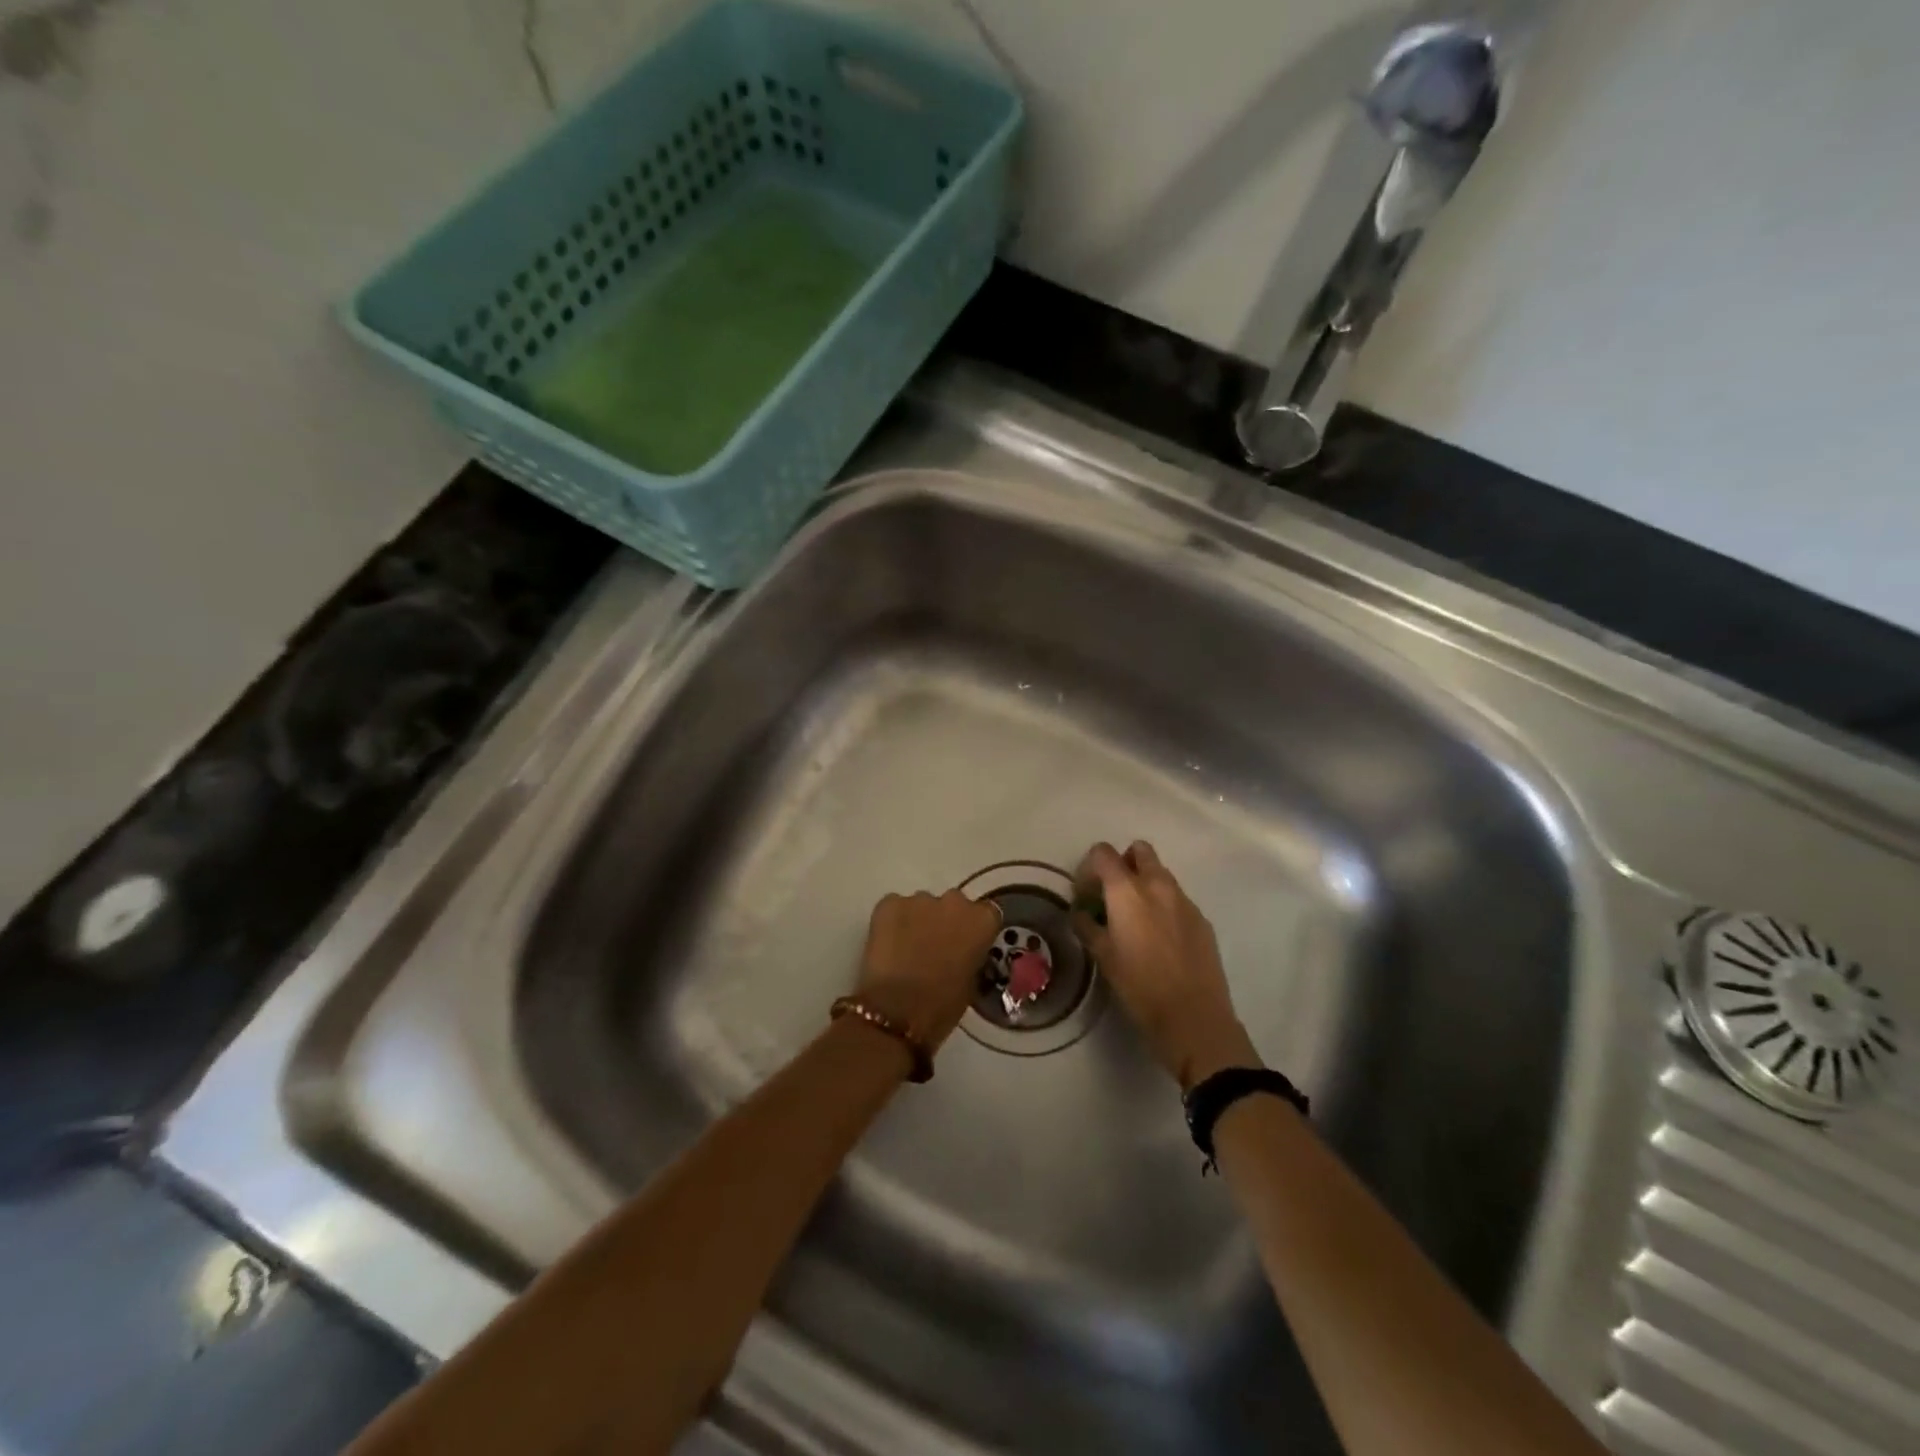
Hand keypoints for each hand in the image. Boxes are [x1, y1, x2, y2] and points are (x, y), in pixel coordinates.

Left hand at [856, 890, 1002, 1052]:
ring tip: (907, 949)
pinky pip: (894, 907)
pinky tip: (887, 946)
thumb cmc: (942, 1005)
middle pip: (953, 905)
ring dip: (918, 921)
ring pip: (922, 906)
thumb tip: (961, 953)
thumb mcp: (971, 983)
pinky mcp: (889, 903)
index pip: (986, 914)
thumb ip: (971, 956)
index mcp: (982, 920)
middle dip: (945, 921)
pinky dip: (892, 922)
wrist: (897, 1010)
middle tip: (934, 946)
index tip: (966, 945)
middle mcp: (954, 901)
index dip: (974, 929)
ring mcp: (919, 899)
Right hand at [1073, 841, 1259, 1088]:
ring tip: (1136, 920)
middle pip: (1139, 851)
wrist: (1194, 1018)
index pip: (1103, 853)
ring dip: (1145, 884)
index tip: (1086, 894)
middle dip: (1123, 864)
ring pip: (1161, 874)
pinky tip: (1160, 940)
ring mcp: (1184, 900)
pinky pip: (1178, 899)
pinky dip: (1164, 906)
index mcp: (1127, 891)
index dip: (1090, 867)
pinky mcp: (1202, 919)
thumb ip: (1087, 926)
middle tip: (1112, 896)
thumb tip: (1081, 912)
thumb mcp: (1103, 957)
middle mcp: (1157, 885)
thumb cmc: (1139, 986)